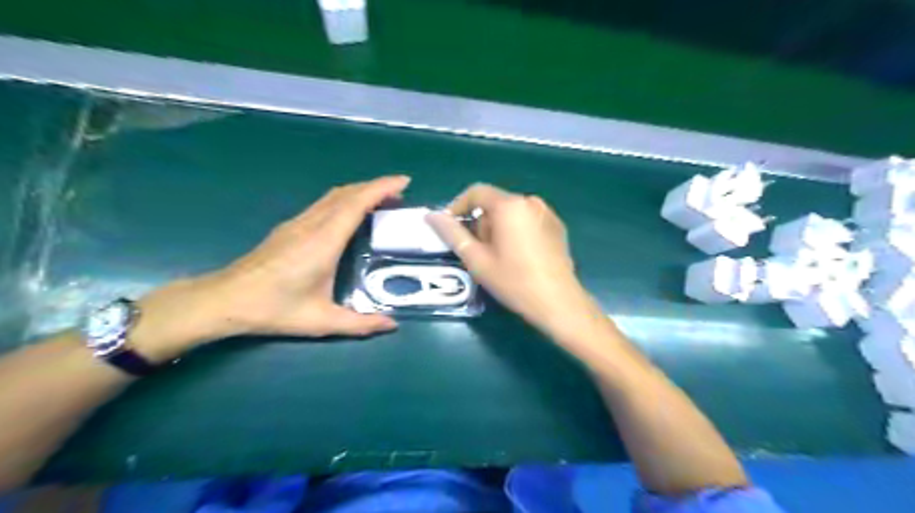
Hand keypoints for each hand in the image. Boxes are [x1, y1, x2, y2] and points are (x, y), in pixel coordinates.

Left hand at [130, 174, 407, 359]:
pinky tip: (349, 215)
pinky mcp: (289, 227)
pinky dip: (344, 200)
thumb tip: (392, 325)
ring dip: (359, 192)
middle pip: (347, 193)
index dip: (381, 188)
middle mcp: (312, 225)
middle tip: (399, 194)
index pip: (356, 203)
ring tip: (380, 202)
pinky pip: (323, 204)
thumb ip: (360, 324)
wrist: (225, 299)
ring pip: (333, 196)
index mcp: (324, 241)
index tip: (404, 182)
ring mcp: (298, 223)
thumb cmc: (274, 308)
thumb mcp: (321, 321)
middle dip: (376, 187)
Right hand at [428, 184, 601, 339]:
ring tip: (499, 257)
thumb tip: (432, 216)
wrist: (559, 302)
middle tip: (477, 252)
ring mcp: (547, 213)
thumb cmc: (514, 281)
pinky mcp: (557, 226)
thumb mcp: (477, 259)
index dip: (458, 207)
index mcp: (510, 205)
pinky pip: (527, 220)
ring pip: (511, 213)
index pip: (476, 192)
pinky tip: (519, 257)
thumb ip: (452, 233)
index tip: (450, 228)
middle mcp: (530, 201)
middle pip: (495, 203)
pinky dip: (516, 231)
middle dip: (481, 223)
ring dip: (498, 229)